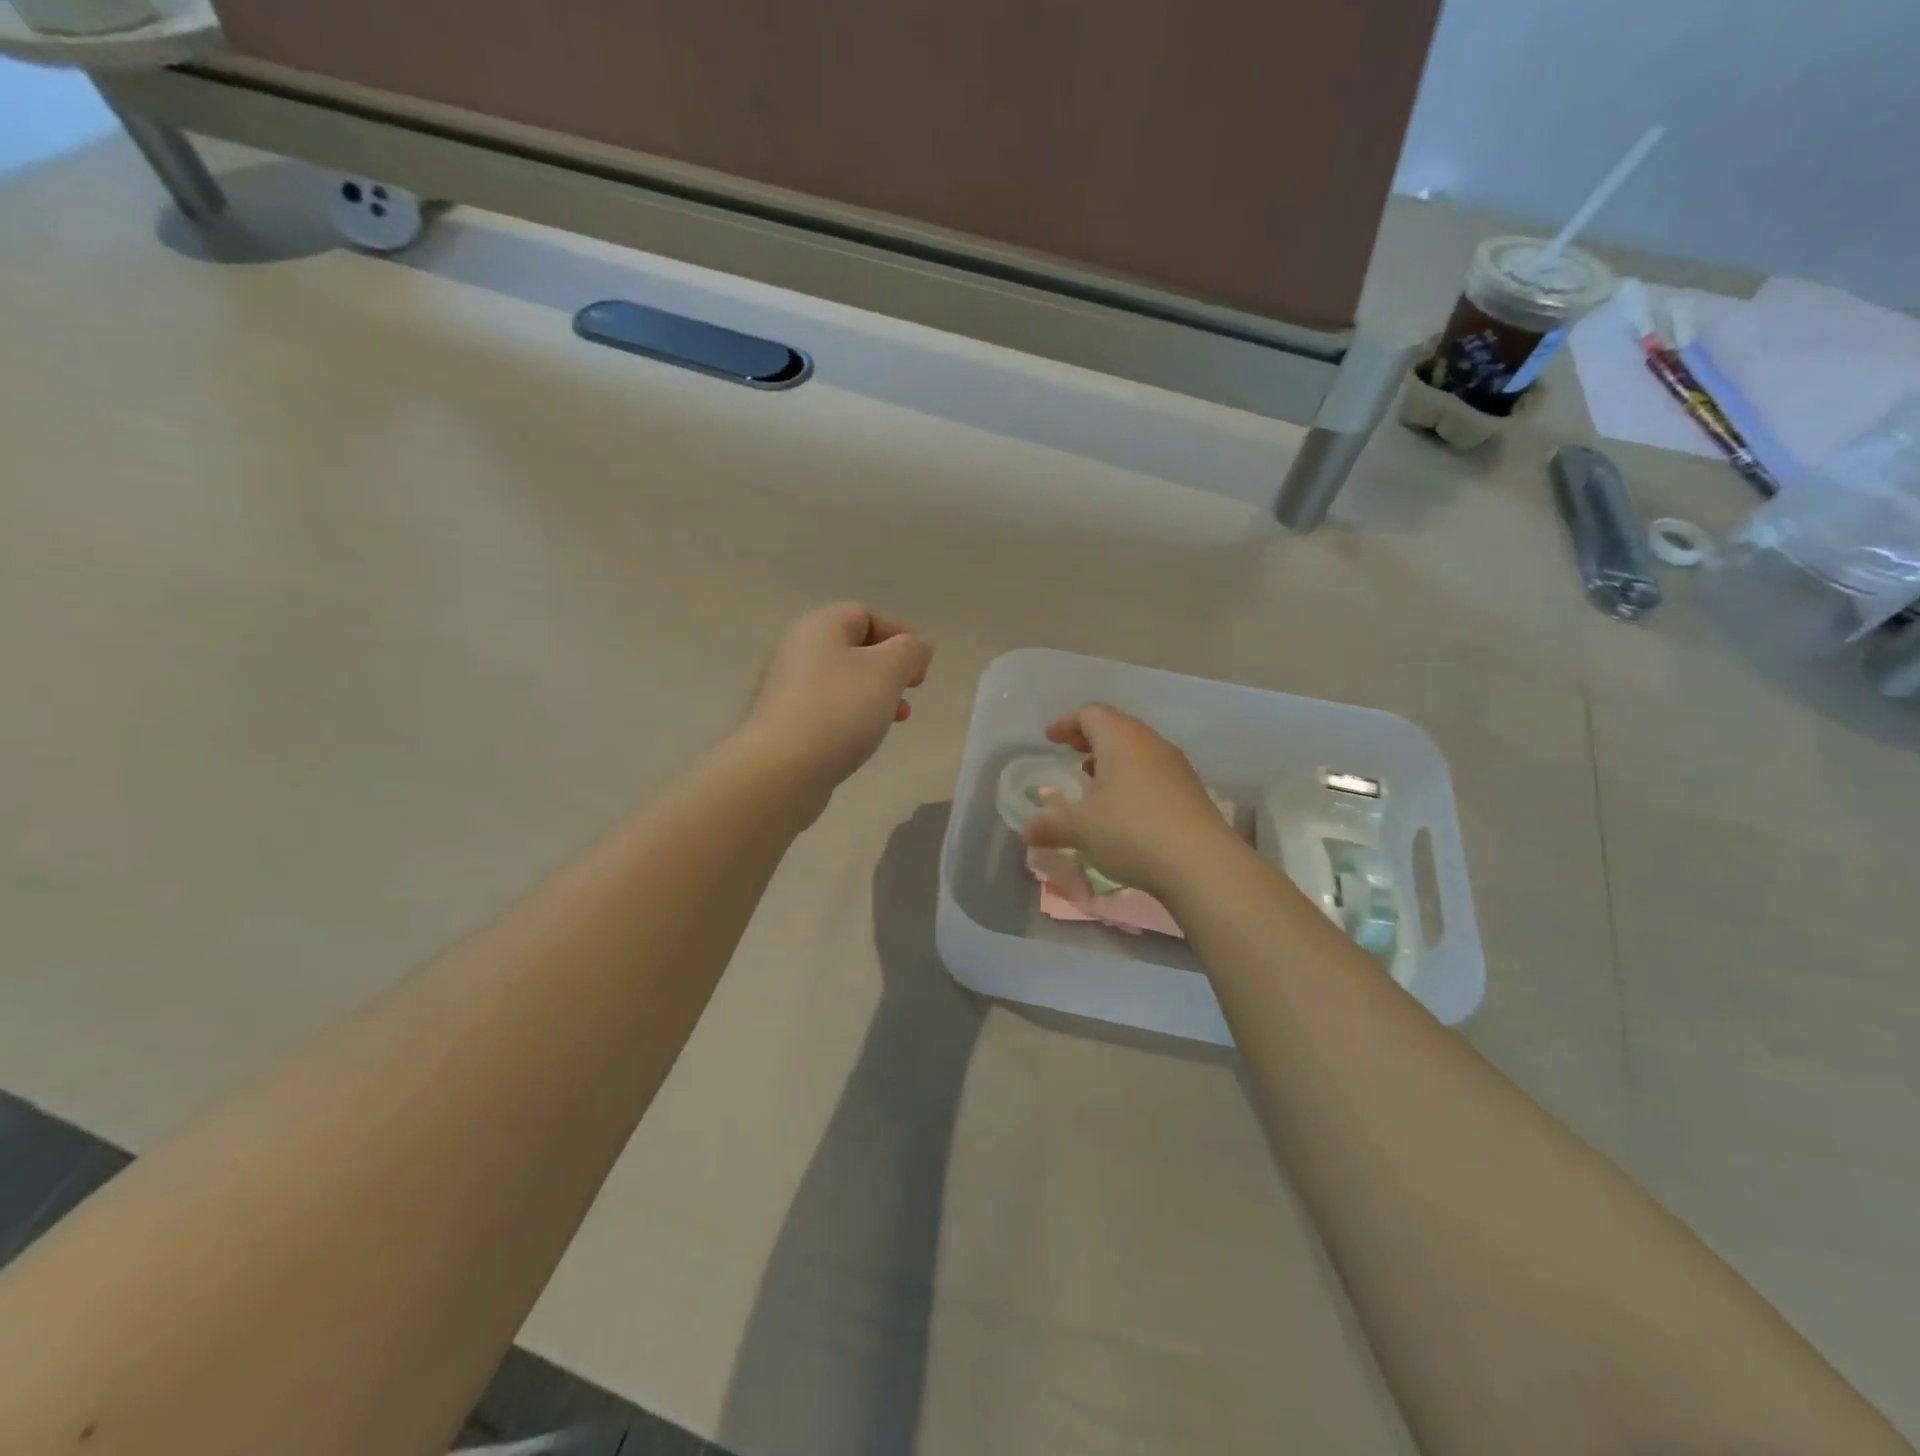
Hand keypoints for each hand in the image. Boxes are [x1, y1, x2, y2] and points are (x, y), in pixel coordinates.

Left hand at [737, 602, 931, 798]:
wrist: (781, 770)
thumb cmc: (839, 709)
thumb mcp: (887, 671)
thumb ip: (910, 651)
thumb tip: (916, 647)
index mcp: (818, 627)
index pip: (864, 615)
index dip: (899, 634)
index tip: (922, 665)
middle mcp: (796, 651)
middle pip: (853, 649)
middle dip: (889, 667)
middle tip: (913, 688)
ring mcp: (787, 690)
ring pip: (842, 682)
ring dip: (876, 695)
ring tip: (899, 718)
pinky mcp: (785, 725)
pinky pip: (828, 710)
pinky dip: (853, 717)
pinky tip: (866, 739)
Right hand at [1023, 704, 1244, 899]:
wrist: (1201, 864)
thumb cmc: (1130, 831)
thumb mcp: (1080, 829)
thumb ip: (1050, 825)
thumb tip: (1027, 831)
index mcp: (1121, 739)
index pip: (1091, 714)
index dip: (1067, 723)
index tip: (1051, 738)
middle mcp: (1151, 744)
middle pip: (1118, 727)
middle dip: (1090, 738)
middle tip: (1071, 753)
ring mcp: (1176, 767)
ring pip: (1138, 751)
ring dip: (1113, 759)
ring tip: (1094, 780)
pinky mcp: (1191, 792)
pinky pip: (1154, 773)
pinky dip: (1132, 779)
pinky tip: (1123, 807)